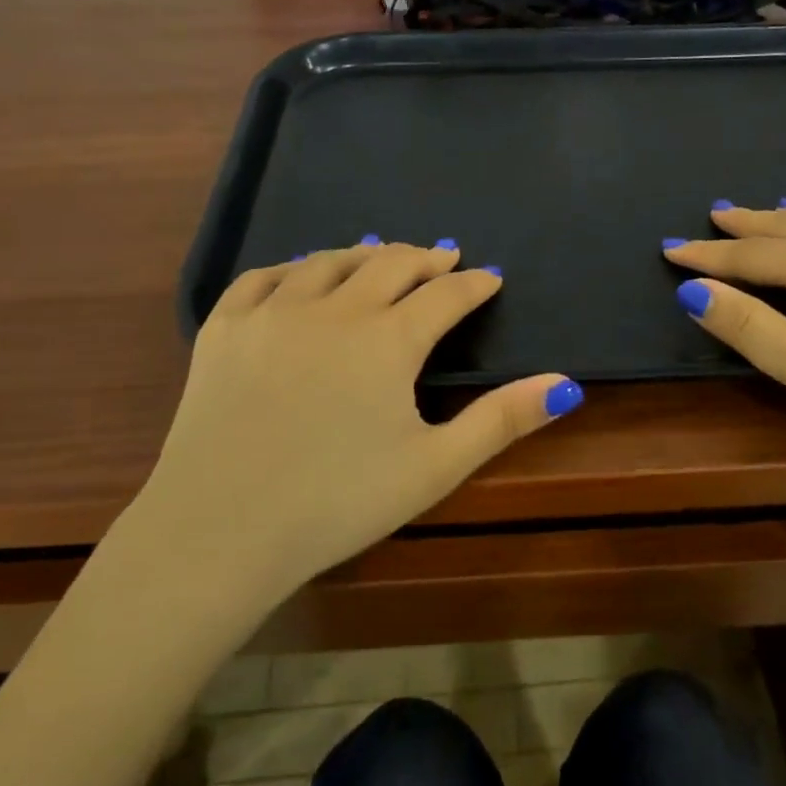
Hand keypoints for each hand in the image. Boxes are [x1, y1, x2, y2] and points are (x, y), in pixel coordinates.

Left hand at [135, 241, 579, 609]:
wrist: (219, 530)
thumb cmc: (336, 503)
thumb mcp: (433, 467)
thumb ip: (501, 420)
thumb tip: (566, 384)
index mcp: (388, 340)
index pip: (444, 295)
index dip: (473, 284)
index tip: (489, 278)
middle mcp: (334, 308)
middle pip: (390, 263)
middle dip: (425, 257)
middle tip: (443, 256)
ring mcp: (273, 312)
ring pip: (327, 261)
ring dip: (363, 254)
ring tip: (380, 254)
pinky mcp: (224, 327)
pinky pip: (262, 277)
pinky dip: (292, 268)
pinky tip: (300, 273)